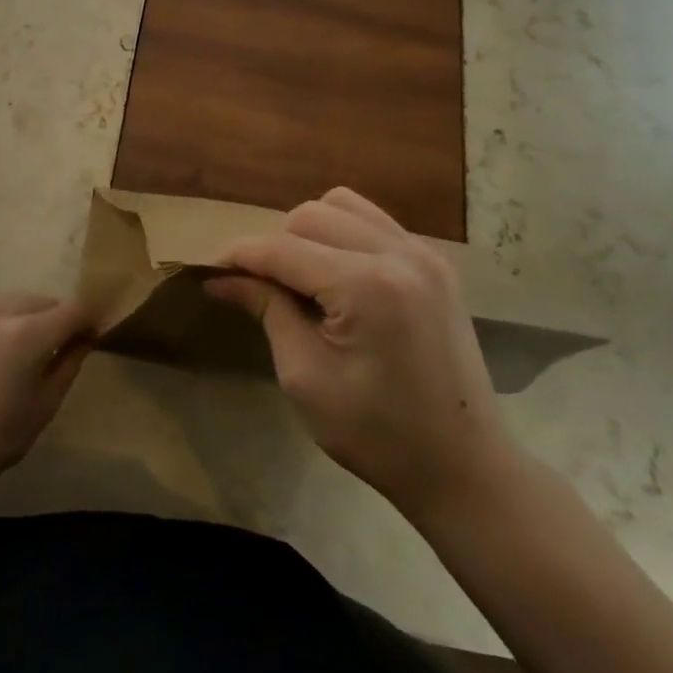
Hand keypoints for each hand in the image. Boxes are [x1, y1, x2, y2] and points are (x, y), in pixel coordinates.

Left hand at [0, 295, 95, 503]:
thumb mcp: (45, 404)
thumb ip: (69, 362)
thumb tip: (86, 336)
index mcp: (29, 332)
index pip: (74, 309)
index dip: (90, 319)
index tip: (96, 335)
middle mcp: (3, 311)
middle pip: (47, 301)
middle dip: (62, 318)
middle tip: (67, 347)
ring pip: (21, 301)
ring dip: (36, 316)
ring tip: (36, 348)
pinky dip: (12, 320)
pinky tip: (8, 349)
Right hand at [208, 188, 518, 519]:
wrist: (464, 467)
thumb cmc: (377, 434)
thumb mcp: (305, 376)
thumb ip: (266, 310)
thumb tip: (221, 278)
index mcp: (366, 285)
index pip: (282, 248)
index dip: (239, 256)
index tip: (208, 271)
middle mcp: (398, 253)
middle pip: (311, 215)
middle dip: (274, 244)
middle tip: (258, 286)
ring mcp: (423, 253)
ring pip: (343, 205)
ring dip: (309, 232)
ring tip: (300, 276)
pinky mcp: (435, 263)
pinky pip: (374, 222)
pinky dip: (343, 235)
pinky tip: (337, 275)